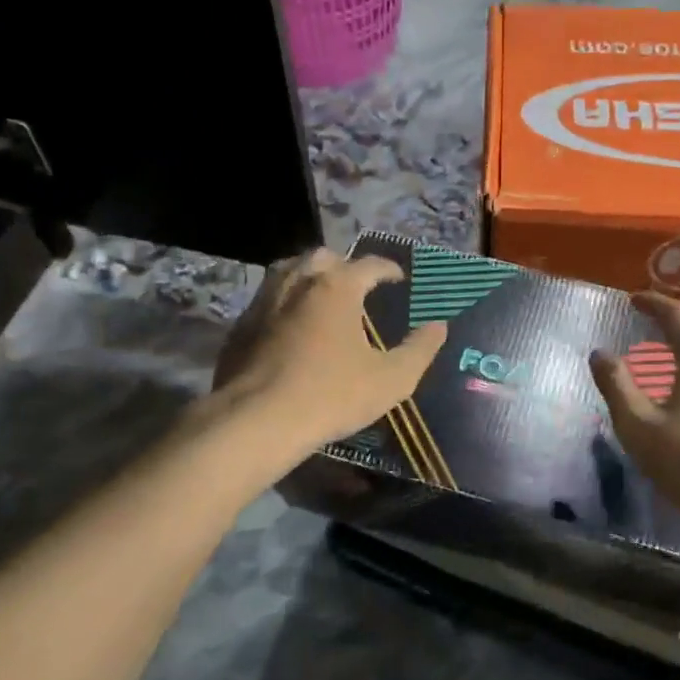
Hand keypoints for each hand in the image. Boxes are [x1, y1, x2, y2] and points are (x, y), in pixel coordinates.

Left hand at [213, 247, 446, 457]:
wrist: (257, 421)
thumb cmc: (332, 395)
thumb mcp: (392, 379)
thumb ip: (420, 349)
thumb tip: (438, 326)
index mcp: (337, 287)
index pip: (369, 263)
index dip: (388, 269)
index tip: (399, 278)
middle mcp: (298, 282)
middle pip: (323, 257)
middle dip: (344, 265)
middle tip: (358, 286)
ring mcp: (264, 301)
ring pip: (288, 271)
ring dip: (309, 277)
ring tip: (322, 298)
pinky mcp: (240, 325)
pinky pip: (267, 299)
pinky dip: (284, 302)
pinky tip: (291, 326)